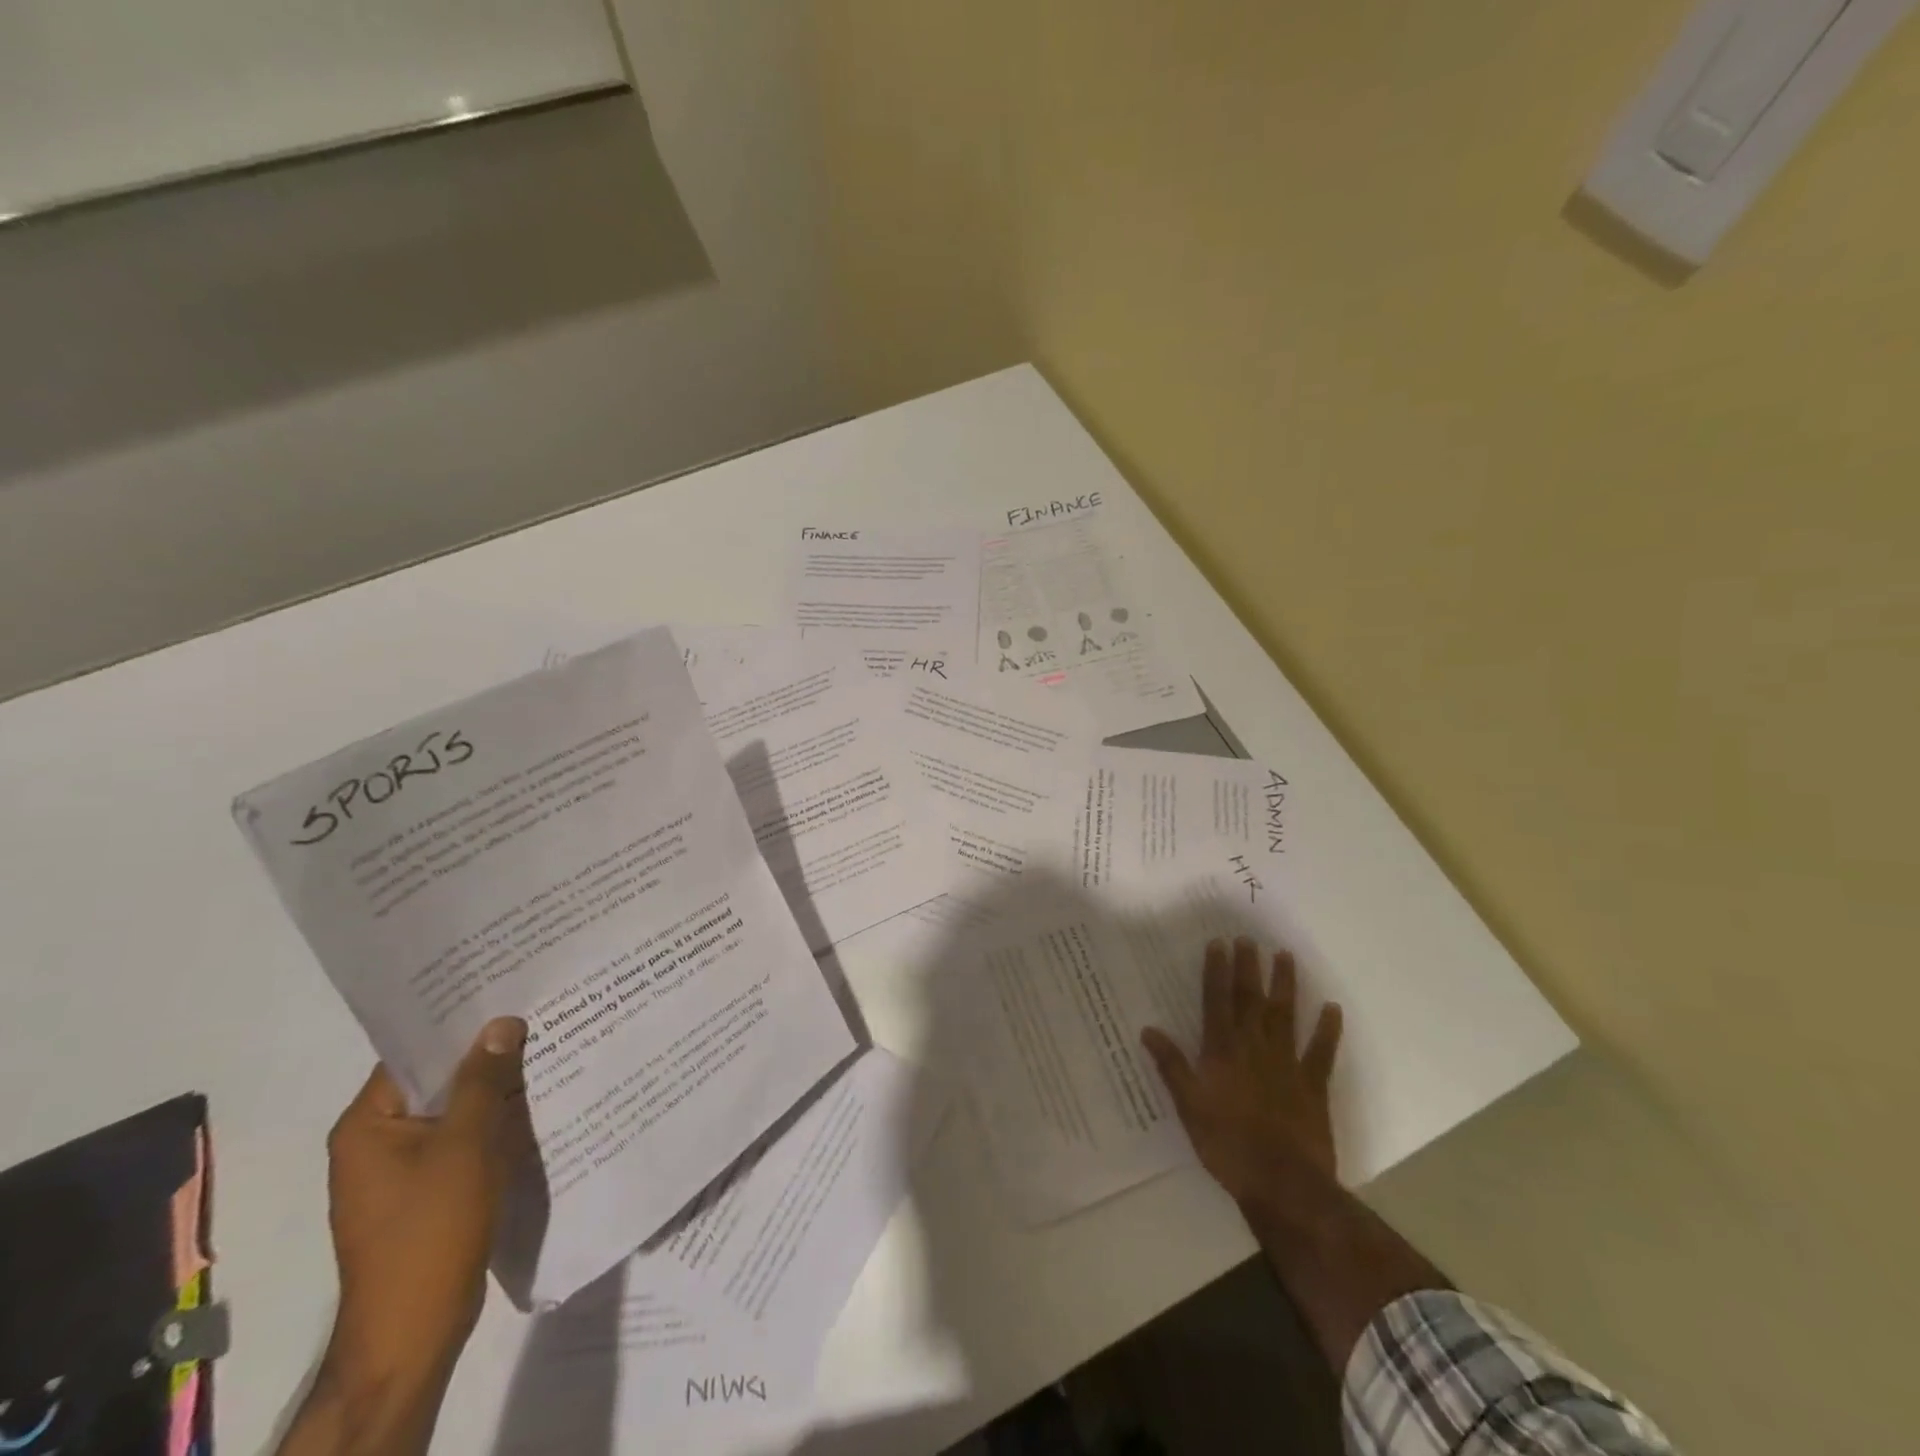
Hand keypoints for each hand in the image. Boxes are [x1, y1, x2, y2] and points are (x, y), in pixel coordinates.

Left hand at [322, 1018, 530, 1395]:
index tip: (506, 993)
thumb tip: (502, 1023)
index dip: (459, 1023)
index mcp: (367, 1125)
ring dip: (493, 1089)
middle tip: (537, 1016)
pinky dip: (492, 1122)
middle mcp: (376, 1142)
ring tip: (545, 1051)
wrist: (414, 1329)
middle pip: (436, 1081)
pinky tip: (534, 1106)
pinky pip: (462, 1140)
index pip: (413, 1054)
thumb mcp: (464, 1145)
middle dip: (486, 1055)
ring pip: (453, 1111)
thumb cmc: (431, 1229)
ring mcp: (401, 1170)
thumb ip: (483, 1081)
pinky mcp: (426, 1192)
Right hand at [1141, 938, 1341, 1206]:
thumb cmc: (1227, 1144)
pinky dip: (1327, 1029)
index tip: (1219, 943)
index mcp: (1221, 1052)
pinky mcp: (1313, 1085)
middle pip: (1250, 1000)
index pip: (1216, 1002)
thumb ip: (1171, 1066)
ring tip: (1285, 956)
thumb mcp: (1188, 1106)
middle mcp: (1254, 1048)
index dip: (1217, 971)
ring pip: (1284, 1015)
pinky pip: (1321, 1051)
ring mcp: (1286, 1064)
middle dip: (1248, 967)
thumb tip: (1147, 1029)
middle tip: (1249, 938)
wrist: (1282, 1183)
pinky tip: (1332, 1007)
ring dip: (1285, 985)